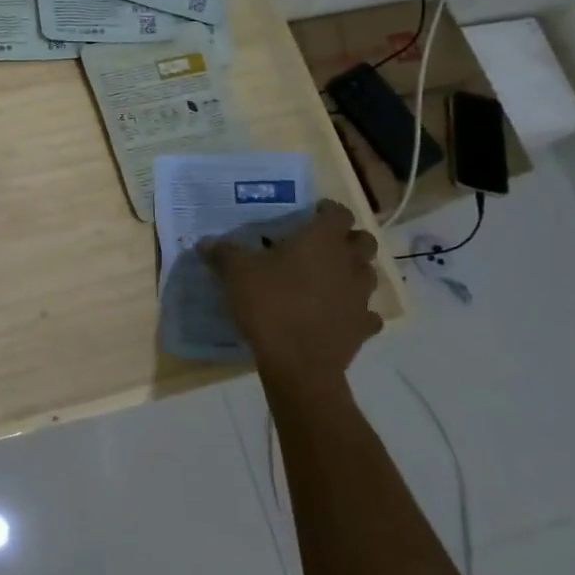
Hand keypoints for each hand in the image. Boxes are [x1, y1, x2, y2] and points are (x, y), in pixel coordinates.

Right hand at [201, 200, 381, 392]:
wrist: (298, 364)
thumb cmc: (269, 305)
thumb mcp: (235, 273)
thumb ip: (222, 253)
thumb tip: (205, 242)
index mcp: (322, 241)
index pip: (339, 212)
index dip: (327, 210)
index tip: (311, 213)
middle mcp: (348, 263)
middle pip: (364, 241)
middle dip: (348, 239)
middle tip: (322, 245)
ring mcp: (361, 297)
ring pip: (368, 275)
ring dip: (353, 272)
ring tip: (328, 278)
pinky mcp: (364, 327)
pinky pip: (367, 313)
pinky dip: (355, 310)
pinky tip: (337, 314)